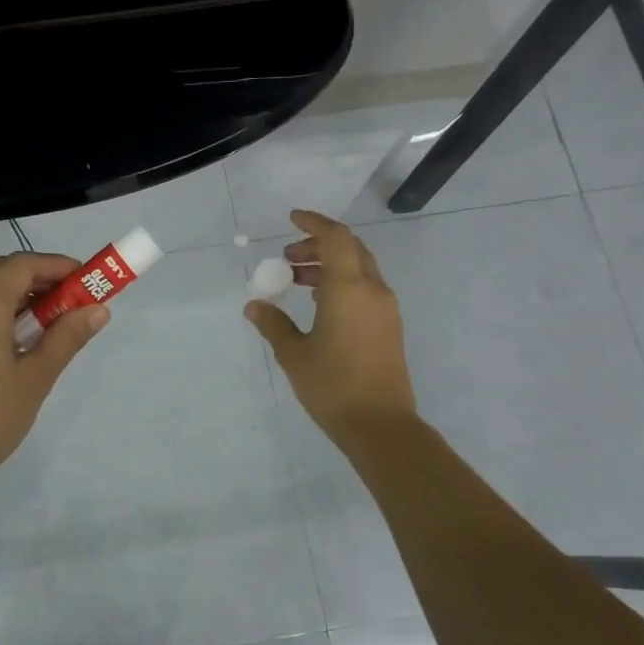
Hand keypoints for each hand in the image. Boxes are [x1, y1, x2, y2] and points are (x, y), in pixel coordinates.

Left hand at [0, 253, 108, 495]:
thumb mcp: (35, 378)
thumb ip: (66, 337)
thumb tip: (99, 309)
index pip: (22, 265)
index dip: (57, 265)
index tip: (86, 280)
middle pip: (2, 270)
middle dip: (40, 276)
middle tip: (72, 298)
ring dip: (20, 291)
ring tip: (53, 318)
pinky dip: (1, 306)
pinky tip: (21, 335)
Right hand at [244, 209, 416, 447]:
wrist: (380, 425)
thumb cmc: (332, 386)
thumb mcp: (293, 354)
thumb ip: (273, 324)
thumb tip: (255, 305)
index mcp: (348, 288)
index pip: (335, 238)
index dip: (314, 223)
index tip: (292, 219)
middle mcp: (372, 290)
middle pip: (349, 250)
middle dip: (318, 246)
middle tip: (289, 259)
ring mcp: (385, 309)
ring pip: (359, 269)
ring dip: (330, 266)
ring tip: (298, 281)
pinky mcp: (389, 326)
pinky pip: (365, 289)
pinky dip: (342, 283)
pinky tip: (320, 306)